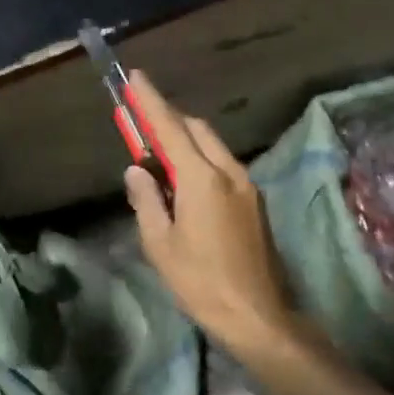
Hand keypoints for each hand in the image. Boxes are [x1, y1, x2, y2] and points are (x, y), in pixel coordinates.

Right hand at [122, 72, 305, 365]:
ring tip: (160, 154)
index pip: (170, 127)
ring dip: (186, 139)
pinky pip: (223, 165)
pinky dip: (201, 159)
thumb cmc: (200, 281)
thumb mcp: (159, 243)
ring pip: (213, 146)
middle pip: (197, 130)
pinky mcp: (255, 202)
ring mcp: (247, 186)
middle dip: (169, 118)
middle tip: (142, 122)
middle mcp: (228, 172)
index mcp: (202, 178)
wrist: (258, 317)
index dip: (150, 101)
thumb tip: (136, 170)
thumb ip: (146, 199)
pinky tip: (185, 181)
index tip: (136, 77)